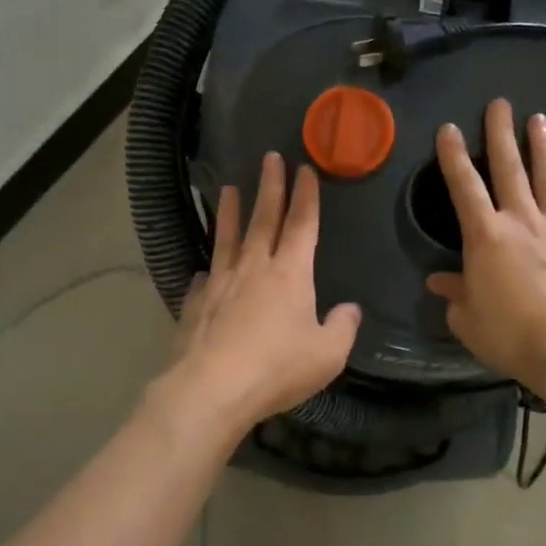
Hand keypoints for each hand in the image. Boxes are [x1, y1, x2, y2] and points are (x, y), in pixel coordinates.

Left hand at [166, 152, 361, 427]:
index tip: (304, 168)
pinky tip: (206, 270)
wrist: (212, 388)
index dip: (306, 196)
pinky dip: (208, 269)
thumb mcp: (327, 354)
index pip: (302, 224)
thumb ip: (342, 327)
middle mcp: (253, 268)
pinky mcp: (196, 304)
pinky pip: (204, 279)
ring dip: (230, 212)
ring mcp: (220, 284)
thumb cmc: (277, 368)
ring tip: (227, 189)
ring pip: (227, 238)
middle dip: (270, 187)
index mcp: (290, 274)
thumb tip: (349, 309)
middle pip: (263, 219)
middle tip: (269, 158)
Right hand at [425, 98, 545, 398]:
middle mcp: (523, 222)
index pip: (464, 187)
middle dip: (501, 135)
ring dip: (545, 149)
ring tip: (541, 120)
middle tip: (500, 103)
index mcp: (486, 237)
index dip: (453, 157)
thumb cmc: (508, 334)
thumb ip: (454, 294)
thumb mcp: (467, 319)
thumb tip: (439, 281)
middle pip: (510, 170)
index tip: (448, 128)